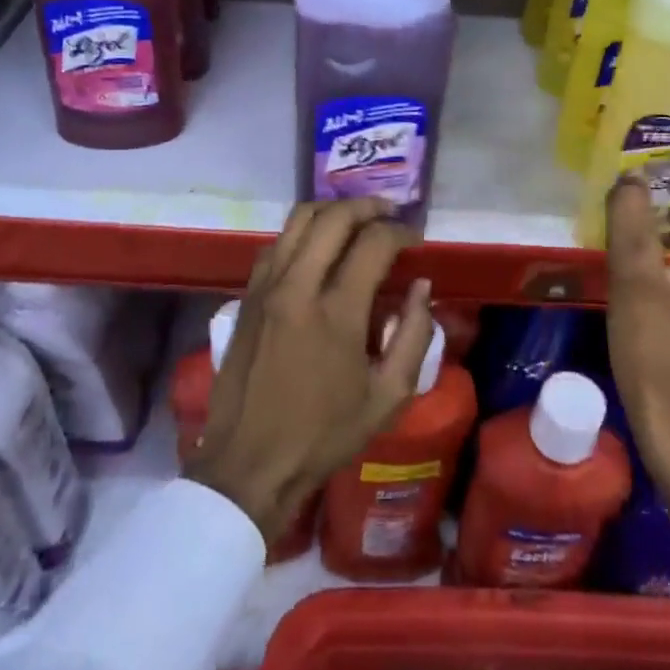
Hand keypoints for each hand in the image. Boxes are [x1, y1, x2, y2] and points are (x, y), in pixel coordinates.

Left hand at [185, 198, 434, 543]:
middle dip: (368, 206)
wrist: (249, 463)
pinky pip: (277, 242)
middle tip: (390, 214)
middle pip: (334, 217)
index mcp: (336, 312)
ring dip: (334, 211)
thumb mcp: (389, 397)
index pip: (374, 243)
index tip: (416, 241)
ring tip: (357, 220)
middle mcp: (297, 286)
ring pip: (299, 219)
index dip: (401, 232)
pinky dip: (304, 231)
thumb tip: (421, 287)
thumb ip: (414, 335)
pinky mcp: (247, 296)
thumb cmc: (324, 434)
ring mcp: (266, 287)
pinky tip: (319, 246)